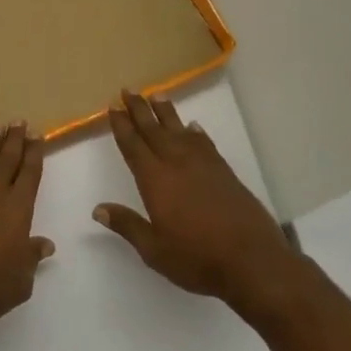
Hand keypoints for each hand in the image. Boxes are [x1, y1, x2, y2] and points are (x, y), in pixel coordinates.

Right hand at [94, 92, 304, 312]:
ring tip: (157, 95)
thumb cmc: (197, 259)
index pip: (133, 146)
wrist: (252, 261)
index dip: (121, 125)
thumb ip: (127, 225)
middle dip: (139, 109)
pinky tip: (193, 127)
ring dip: (166, 113)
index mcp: (155, 181)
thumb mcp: (154, 250)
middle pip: (154, 130)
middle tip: (128, 89)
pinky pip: (205, 143)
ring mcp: (204, 166)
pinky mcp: (225, 172)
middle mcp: (177, 165)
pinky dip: (196, 132)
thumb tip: (98, 209)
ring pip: (180, 131)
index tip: (112, 106)